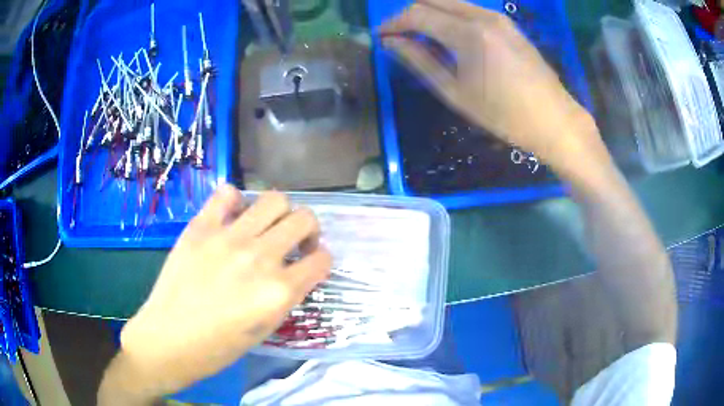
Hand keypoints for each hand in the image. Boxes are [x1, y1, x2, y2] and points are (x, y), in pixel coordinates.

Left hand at [99, 186, 330, 401]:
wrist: (168, 339)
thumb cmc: (218, 347)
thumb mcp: (265, 329)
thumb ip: (285, 295)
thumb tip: (294, 270)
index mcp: (278, 292)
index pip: (322, 260)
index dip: (321, 261)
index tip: (310, 264)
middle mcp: (260, 258)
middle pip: (304, 219)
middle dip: (308, 229)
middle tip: (294, 242)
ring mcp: (228, 238)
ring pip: (274, 199)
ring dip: (280, 212)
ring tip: (266, 227)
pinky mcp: (200, 227)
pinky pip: (227, 193)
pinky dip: (236, 201)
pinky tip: (232, 218)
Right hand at [379, 0, 606, 174]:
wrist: (554, 120)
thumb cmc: (504, 115)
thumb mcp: (456, 93)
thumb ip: (420, 61)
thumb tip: (390, 42)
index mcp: (468, 34)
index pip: (417, 14)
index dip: (393, 22)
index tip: (381, 36)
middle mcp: (482, 15)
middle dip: (409, 12)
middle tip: (398, 34)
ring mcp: (498, 16)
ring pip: (450, 0)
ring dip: (429, 11)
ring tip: (419, 35)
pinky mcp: (507, 22)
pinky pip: (468, 8)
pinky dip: (449, 14)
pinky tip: (446, 33)